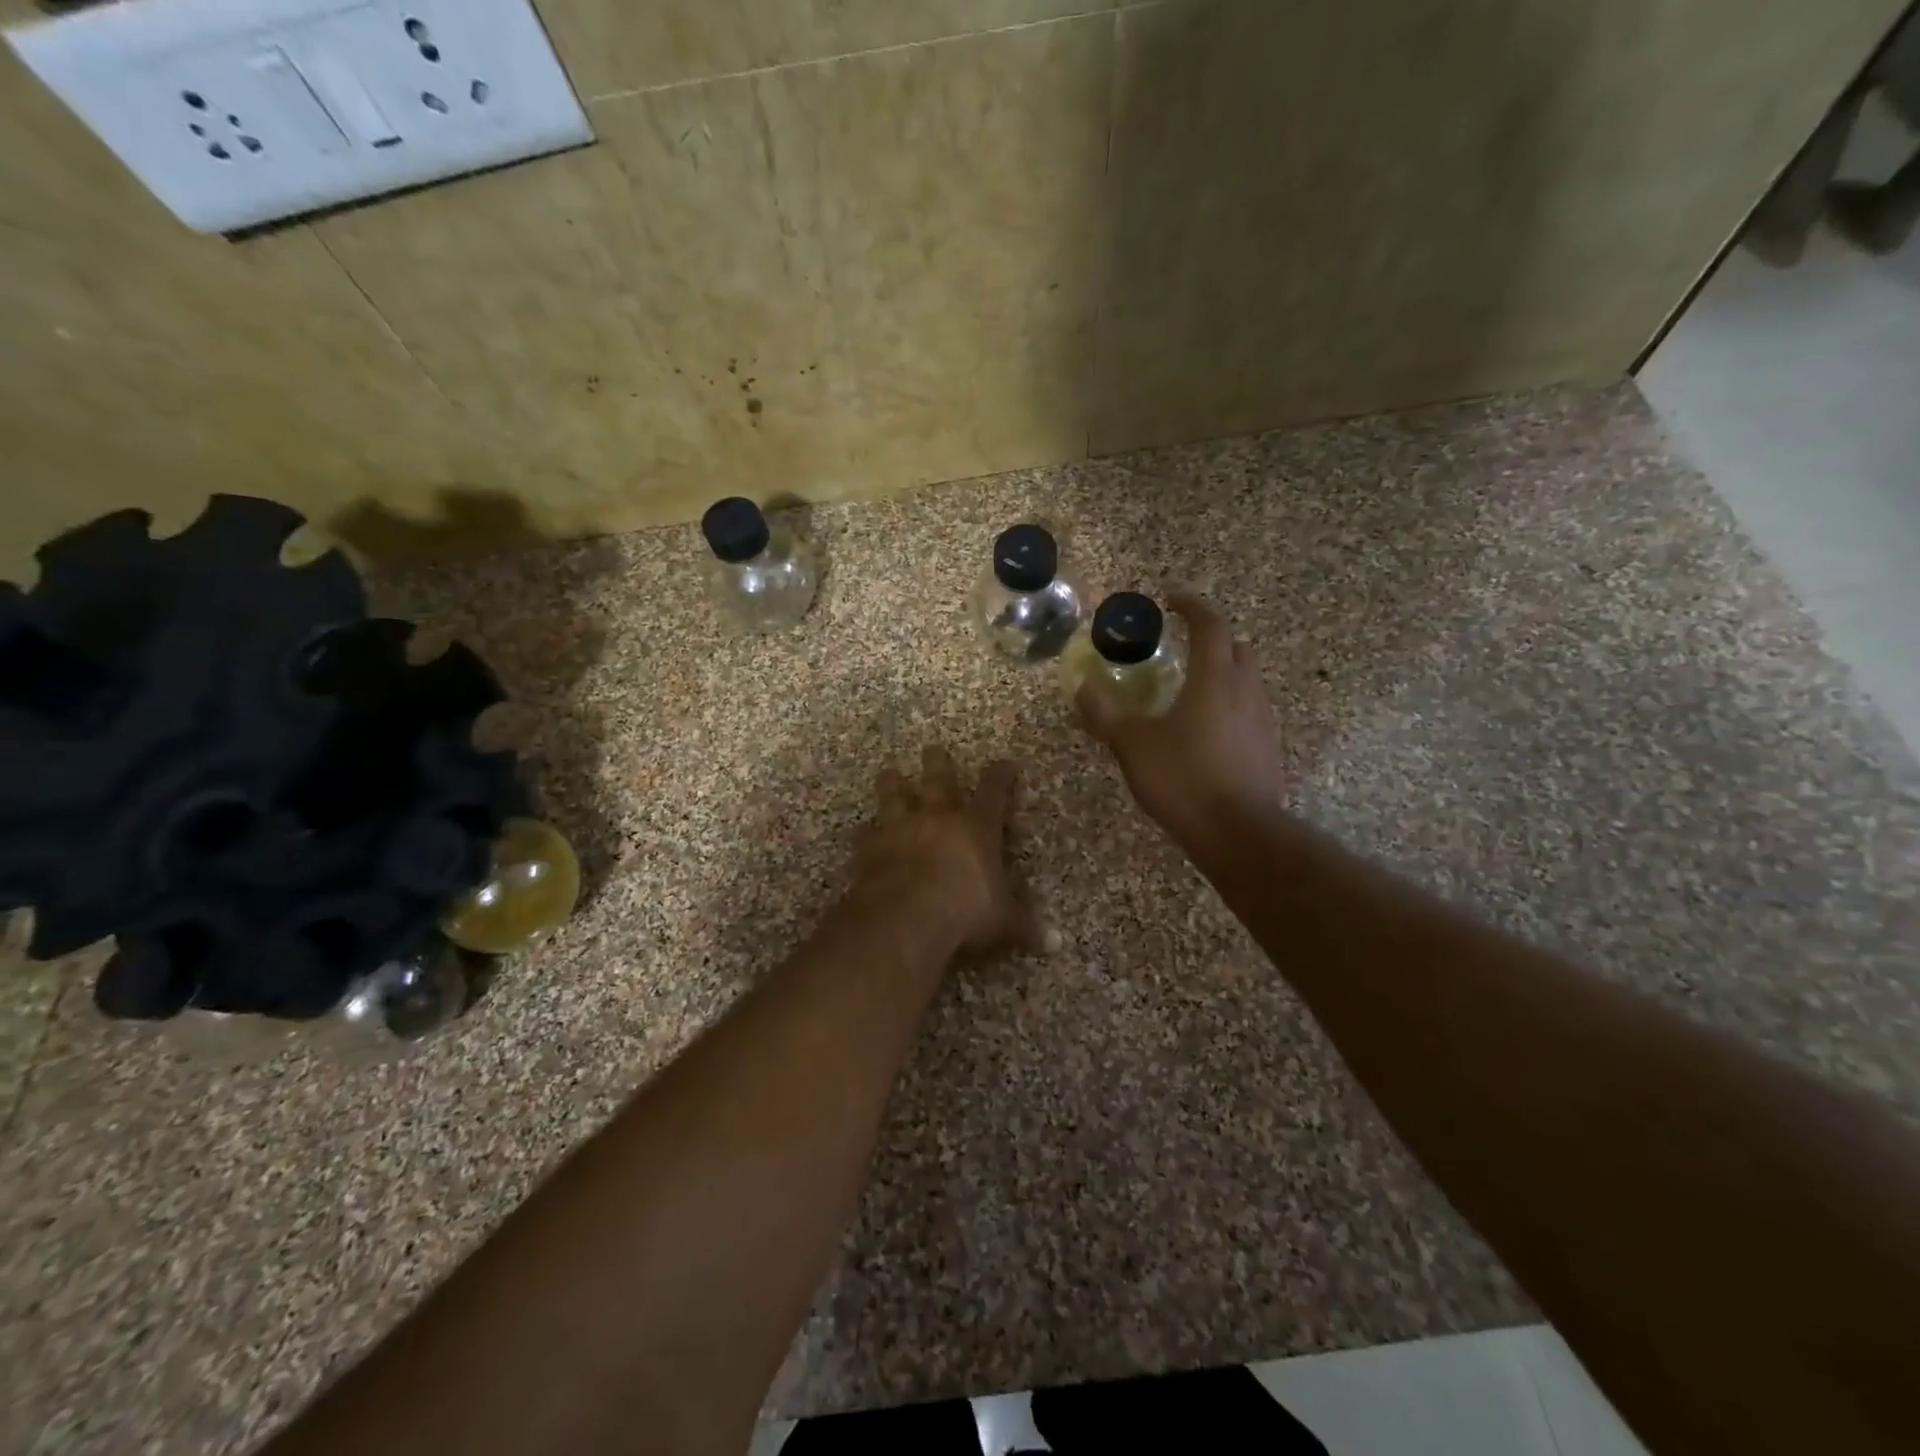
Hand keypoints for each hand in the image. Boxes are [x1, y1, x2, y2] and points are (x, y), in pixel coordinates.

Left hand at [857, 745, 1042, 955]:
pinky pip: (865, 835)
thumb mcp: (1004, 921)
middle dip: (938, 763)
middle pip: (938, 779)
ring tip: (889, 772)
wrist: (904, 917)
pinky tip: (862, 833)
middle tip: (932, 748)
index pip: (994, 791)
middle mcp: (937, 817)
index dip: (1001, 775)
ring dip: (893, 784)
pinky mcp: (870, 848)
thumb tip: (1056, 943)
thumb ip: (1025, 925)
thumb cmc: (964, 911)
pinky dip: (865, 834)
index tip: (1005, 763)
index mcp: (976, 827)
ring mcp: (900, 828)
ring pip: (894, 795)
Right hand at [1075, 589, 1287, 846]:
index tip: (1171, 596)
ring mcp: (1262, 720)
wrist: (1239, 833)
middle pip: (1235, 648)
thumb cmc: (1184, 779)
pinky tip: (1205, 729)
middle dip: (1211, 638)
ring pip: (1245, 680)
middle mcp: (1245, 690)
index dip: (1191, 606)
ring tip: (1190, 687)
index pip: (1210, 625)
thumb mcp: (1132, 745)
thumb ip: (1106, 713)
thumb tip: (1083, 687)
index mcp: (1215, 679)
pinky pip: (1248, 710)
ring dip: (1221, 672)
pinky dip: (1228, 704)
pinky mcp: (1268, 748)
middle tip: (1181, 644)